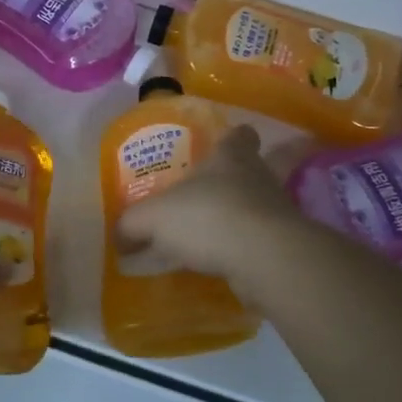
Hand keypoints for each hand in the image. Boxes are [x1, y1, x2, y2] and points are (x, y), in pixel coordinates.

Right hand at [115, 125, 306, 299]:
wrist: (264, 258)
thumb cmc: (208, 217)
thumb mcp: (154, 217)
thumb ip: (133, 224)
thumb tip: (119, 237)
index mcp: (231, 157)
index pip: (240, 135)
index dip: (233, 138)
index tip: (225, 145)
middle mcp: (259, 178)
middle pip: (254, 169)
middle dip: (236, 180)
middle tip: (210, 196)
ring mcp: (275, 212)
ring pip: (256, 208)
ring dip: (238, 219)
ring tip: (210, 237)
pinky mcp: (282, 246)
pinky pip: (256, 243)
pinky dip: (241, 251)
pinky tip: (219, 266)